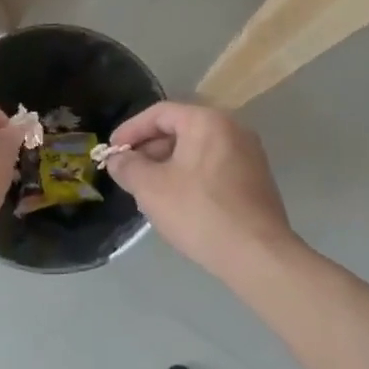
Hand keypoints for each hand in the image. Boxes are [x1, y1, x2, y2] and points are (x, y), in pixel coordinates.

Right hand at [104, 103, 297, 278]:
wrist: (256, 254)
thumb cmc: (198, 212)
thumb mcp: (150, 187)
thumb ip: (127, 166)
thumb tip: (117, 159)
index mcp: (207, 121)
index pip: (159, 113)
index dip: (130, 130)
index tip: (111, 151)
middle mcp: (233, 129)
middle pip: (180, 129)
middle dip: (149, 150)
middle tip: (128, 173)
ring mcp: (249, 155)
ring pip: (196, 150)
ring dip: (167, 165)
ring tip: (147, 190)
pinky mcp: (256, 180)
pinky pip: (213, 167)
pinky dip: (190, 176)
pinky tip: (177, 201)